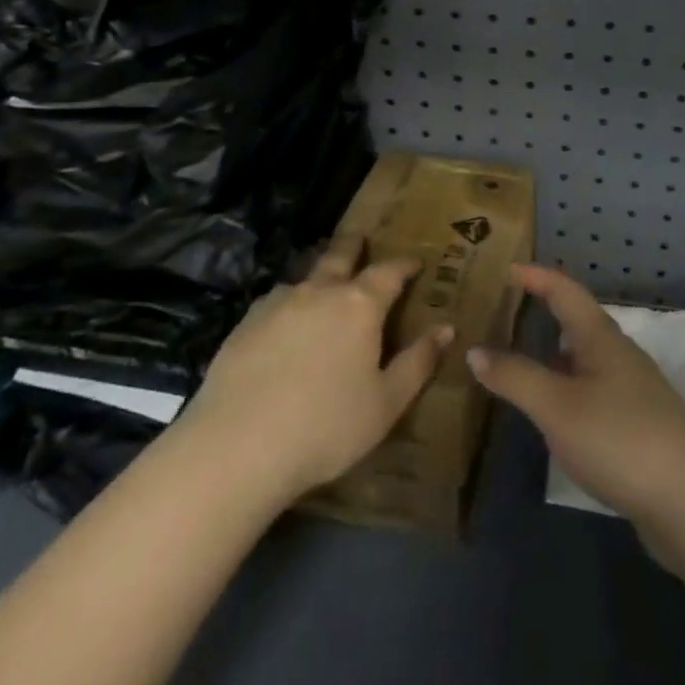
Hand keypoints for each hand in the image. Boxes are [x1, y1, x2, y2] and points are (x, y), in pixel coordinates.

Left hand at [175, 232, 451, 503]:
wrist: (238, 446)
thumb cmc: (326, 426)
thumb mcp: (386, 403)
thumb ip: (418, 362)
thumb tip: (446, 328)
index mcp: (359, 305)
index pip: (389, 272)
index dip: (404, 265)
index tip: (415, 263)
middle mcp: (320, 291)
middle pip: (340, 255)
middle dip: (354, 245)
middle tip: (361, 238)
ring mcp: (278, 303)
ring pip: (305, 276)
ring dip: (319, 273)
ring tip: (323, 281)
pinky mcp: (246, 323)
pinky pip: (276, 301)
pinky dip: (290, 302)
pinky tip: (285, 322)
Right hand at [468, 265, 684, 554]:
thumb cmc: (619, 438)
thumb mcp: (556, 406)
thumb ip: (515, 377)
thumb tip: (475, 350)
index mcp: (600, 337)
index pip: (565, 290)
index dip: (536, 276)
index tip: (505, 268)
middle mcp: (618, 355)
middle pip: (576, 321)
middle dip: (542, 312)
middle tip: (501, 314)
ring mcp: (632, 392)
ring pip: (584, 359)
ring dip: (552, 354)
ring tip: (516, 360)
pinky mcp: (638, 427)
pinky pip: (591, 391)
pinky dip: (565, 388)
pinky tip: (552, 412)